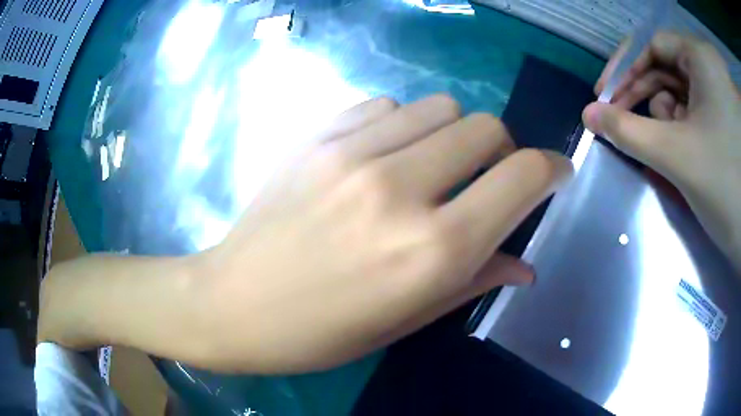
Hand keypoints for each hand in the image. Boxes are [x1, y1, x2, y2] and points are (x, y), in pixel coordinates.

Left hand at [197, 94, 571, 372]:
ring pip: (440, 107)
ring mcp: (353, 154)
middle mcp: (400, 189)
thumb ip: (474, 282)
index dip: (551, 168)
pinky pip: (387, 104)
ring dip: (454, 134)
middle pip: (486, 128)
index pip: (522, 177)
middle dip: (502, 150)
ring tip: (432, 166)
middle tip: (486, 178)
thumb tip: (524, 265)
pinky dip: (403, 124)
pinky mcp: (317, 137)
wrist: (233, 303)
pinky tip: (383, 156)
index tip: (556, 173)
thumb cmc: (321, 332)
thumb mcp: (406, 321)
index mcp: (432, 250)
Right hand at [583, 32, 740, 269]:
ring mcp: (721, 92)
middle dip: (647, 99)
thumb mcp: (677, 156)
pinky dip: (686, 127)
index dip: (626, 70)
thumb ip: (628, 132)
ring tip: (670, 151)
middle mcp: (711, 66)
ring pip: (683, 92)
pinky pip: (698, 110)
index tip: (607, 98)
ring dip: (669, 119)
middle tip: (627, 126)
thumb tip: (588, 116)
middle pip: (667, 69)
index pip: (653, 46)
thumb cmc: (725, 186)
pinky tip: (683, 151)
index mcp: (701, 58)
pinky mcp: (727, 116)